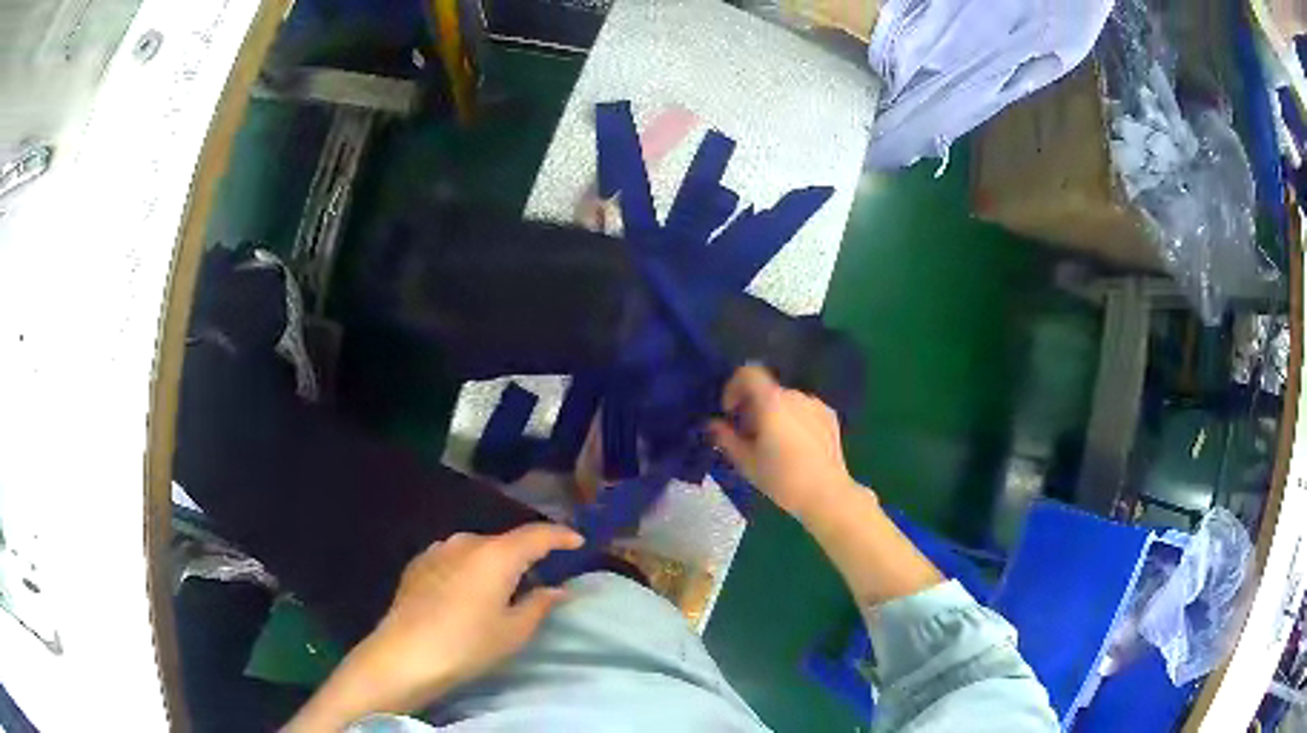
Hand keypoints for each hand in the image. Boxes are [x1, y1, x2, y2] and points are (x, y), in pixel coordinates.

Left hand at [284, 524, 582, 731]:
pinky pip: (453, 558)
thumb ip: (539, 604)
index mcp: (496, 555)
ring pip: (477, 550)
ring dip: (493, 563)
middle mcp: (466, 542)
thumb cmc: (467, 645)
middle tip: (538, 579)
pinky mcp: (417, 563)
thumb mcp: (513, 631)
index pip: (537, 535)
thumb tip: (558, 589)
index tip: (578, 542)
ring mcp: (437, 550)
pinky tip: (465, 594)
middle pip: (505, 542)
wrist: (405, 654)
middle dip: (525, 556)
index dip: (561, 536)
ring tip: (499, 590)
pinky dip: (468, 569)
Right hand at [709, 365, 858, 520]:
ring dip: (775, 414)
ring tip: (774, 444)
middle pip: (766, 390)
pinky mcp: (829, 415)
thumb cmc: (781, 478)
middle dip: (753, 407)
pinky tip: (796, 446)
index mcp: (771, 401)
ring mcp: (815, 404)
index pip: (748, 373)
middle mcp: (794, 395)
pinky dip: (794, 420)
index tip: (730, 412)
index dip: (733, 387)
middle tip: (749, 435)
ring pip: (786, 401)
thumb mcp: (746, 462)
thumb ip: (726, 438)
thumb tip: (713, 424)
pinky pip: (804, 410)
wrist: (826, 493)